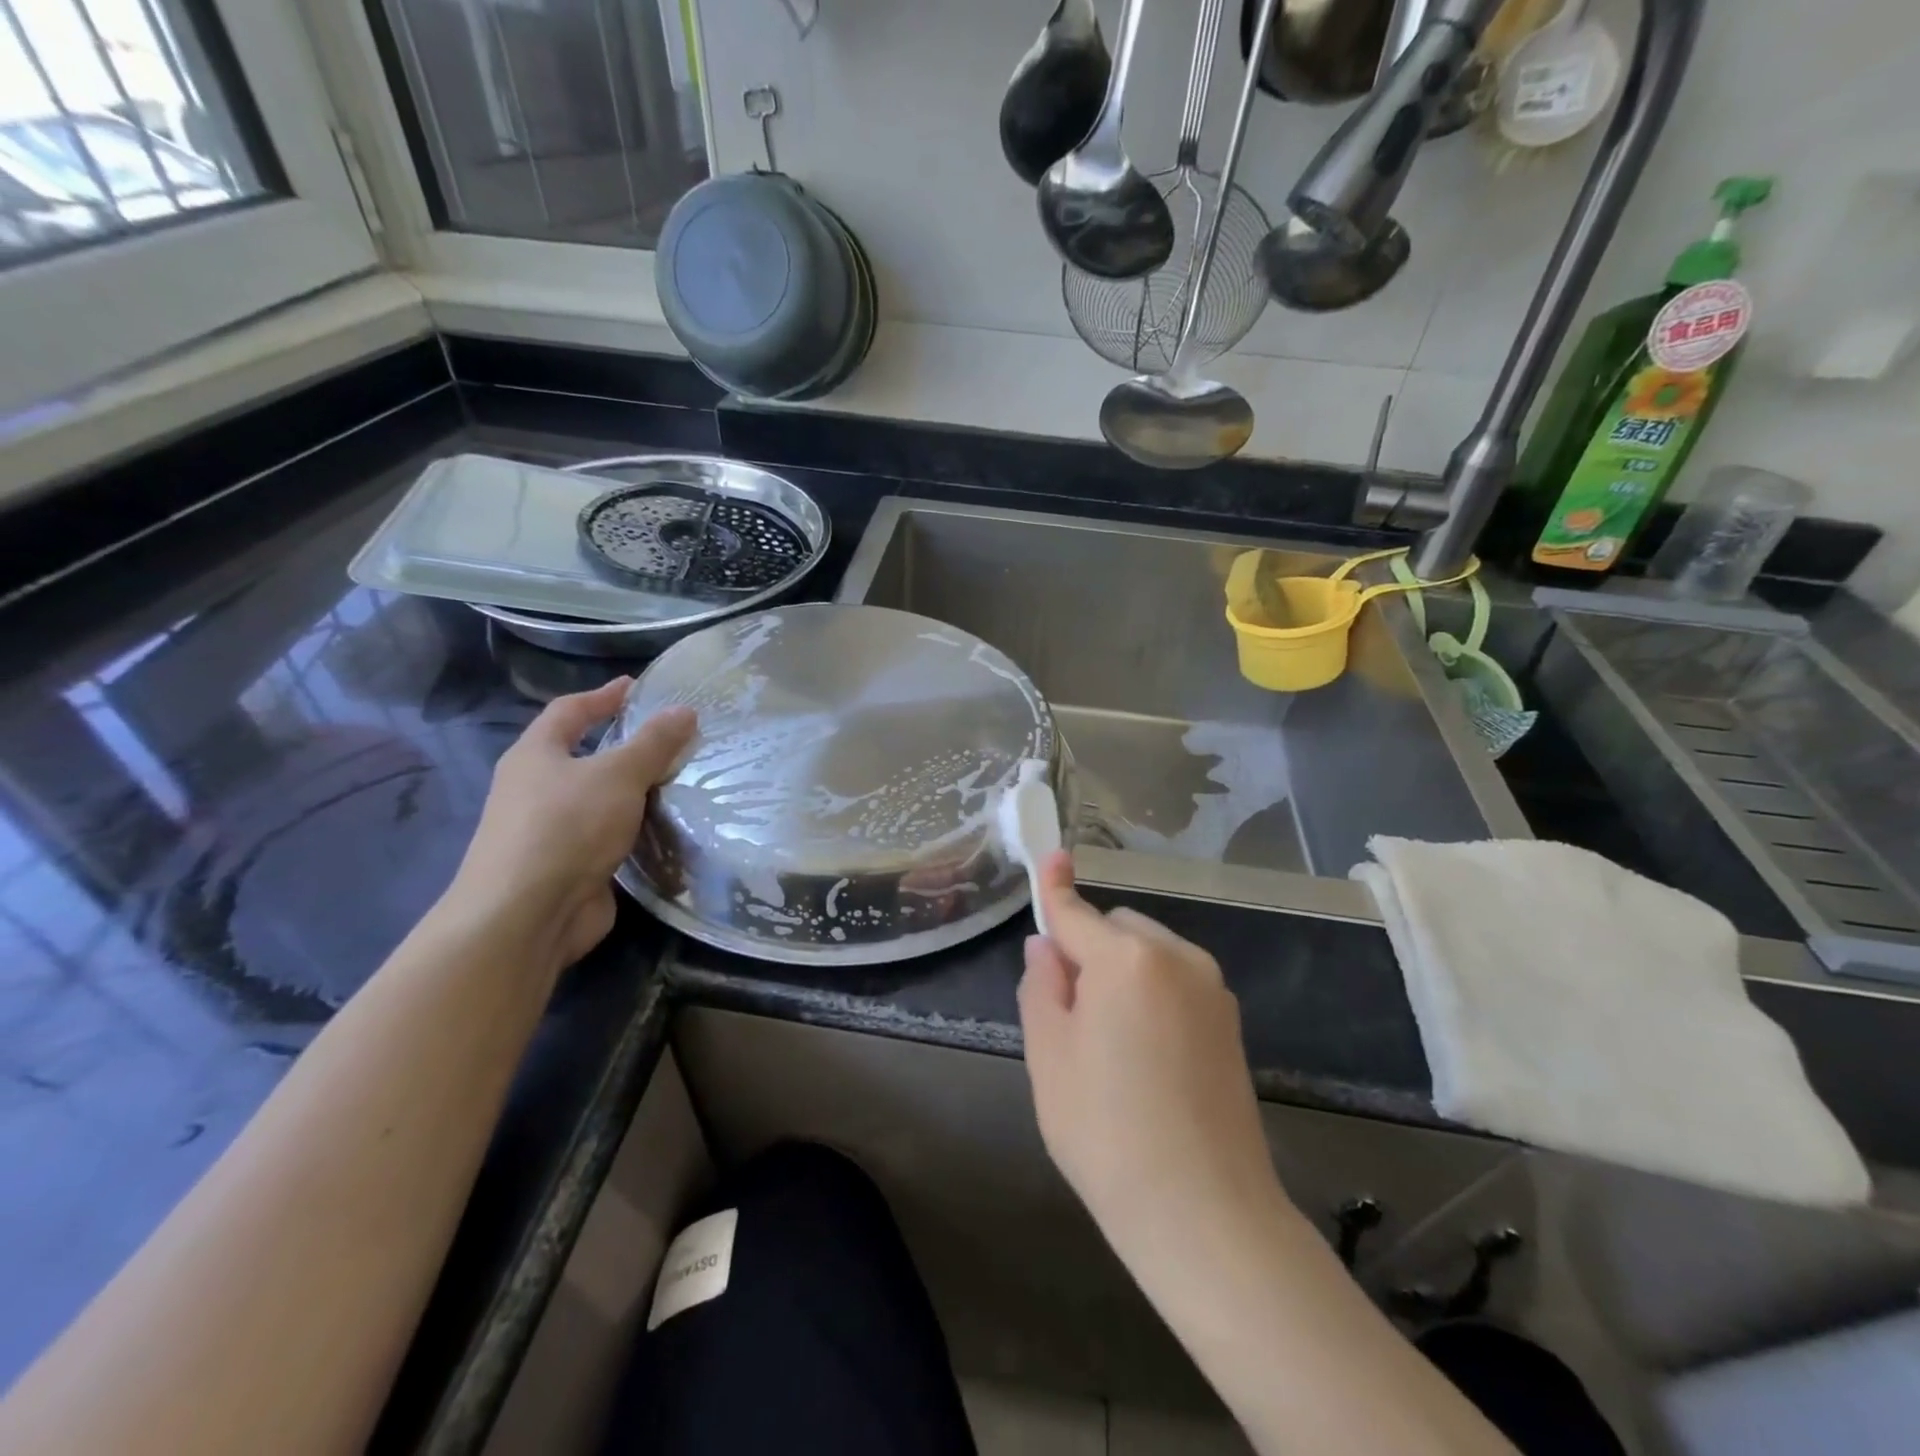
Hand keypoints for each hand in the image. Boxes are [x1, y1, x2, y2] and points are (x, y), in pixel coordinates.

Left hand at [445, 680, 695, 974]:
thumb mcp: (617, 775)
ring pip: (598, 799)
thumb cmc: (566, 828)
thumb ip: (653, 743)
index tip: (636, 687)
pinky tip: (665, 828)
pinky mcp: (568, 866)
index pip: (569, 711)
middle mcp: (536, 789)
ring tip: (679, 781)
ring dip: (633, 791)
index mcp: (535, 755)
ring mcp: (549, 831)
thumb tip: (685, 710)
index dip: (603, 696)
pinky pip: (607, 835)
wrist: (526, 915)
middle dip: (624, 746)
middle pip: (583, 756)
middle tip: (670, 738)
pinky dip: (634, 828)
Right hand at [1018, 852, 1282, 1254]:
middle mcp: (1176, 958)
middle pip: (1117, 929)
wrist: (1205, 1214)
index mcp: (1126, 959)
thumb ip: (1042, 987)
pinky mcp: (1231, 1022)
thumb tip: (1046, 947)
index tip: (1052, 855)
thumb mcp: (1050, 1057)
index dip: (1056, 886)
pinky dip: (1151, 994)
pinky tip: (1146, 1057)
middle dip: (1089, 951)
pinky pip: (1176, 982)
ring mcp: (1212, 988)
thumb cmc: (1106, 1132)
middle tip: (1070, 1014)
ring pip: (1149, 953)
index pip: (1077, 912)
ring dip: (1122, 972)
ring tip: (1110, 1045)